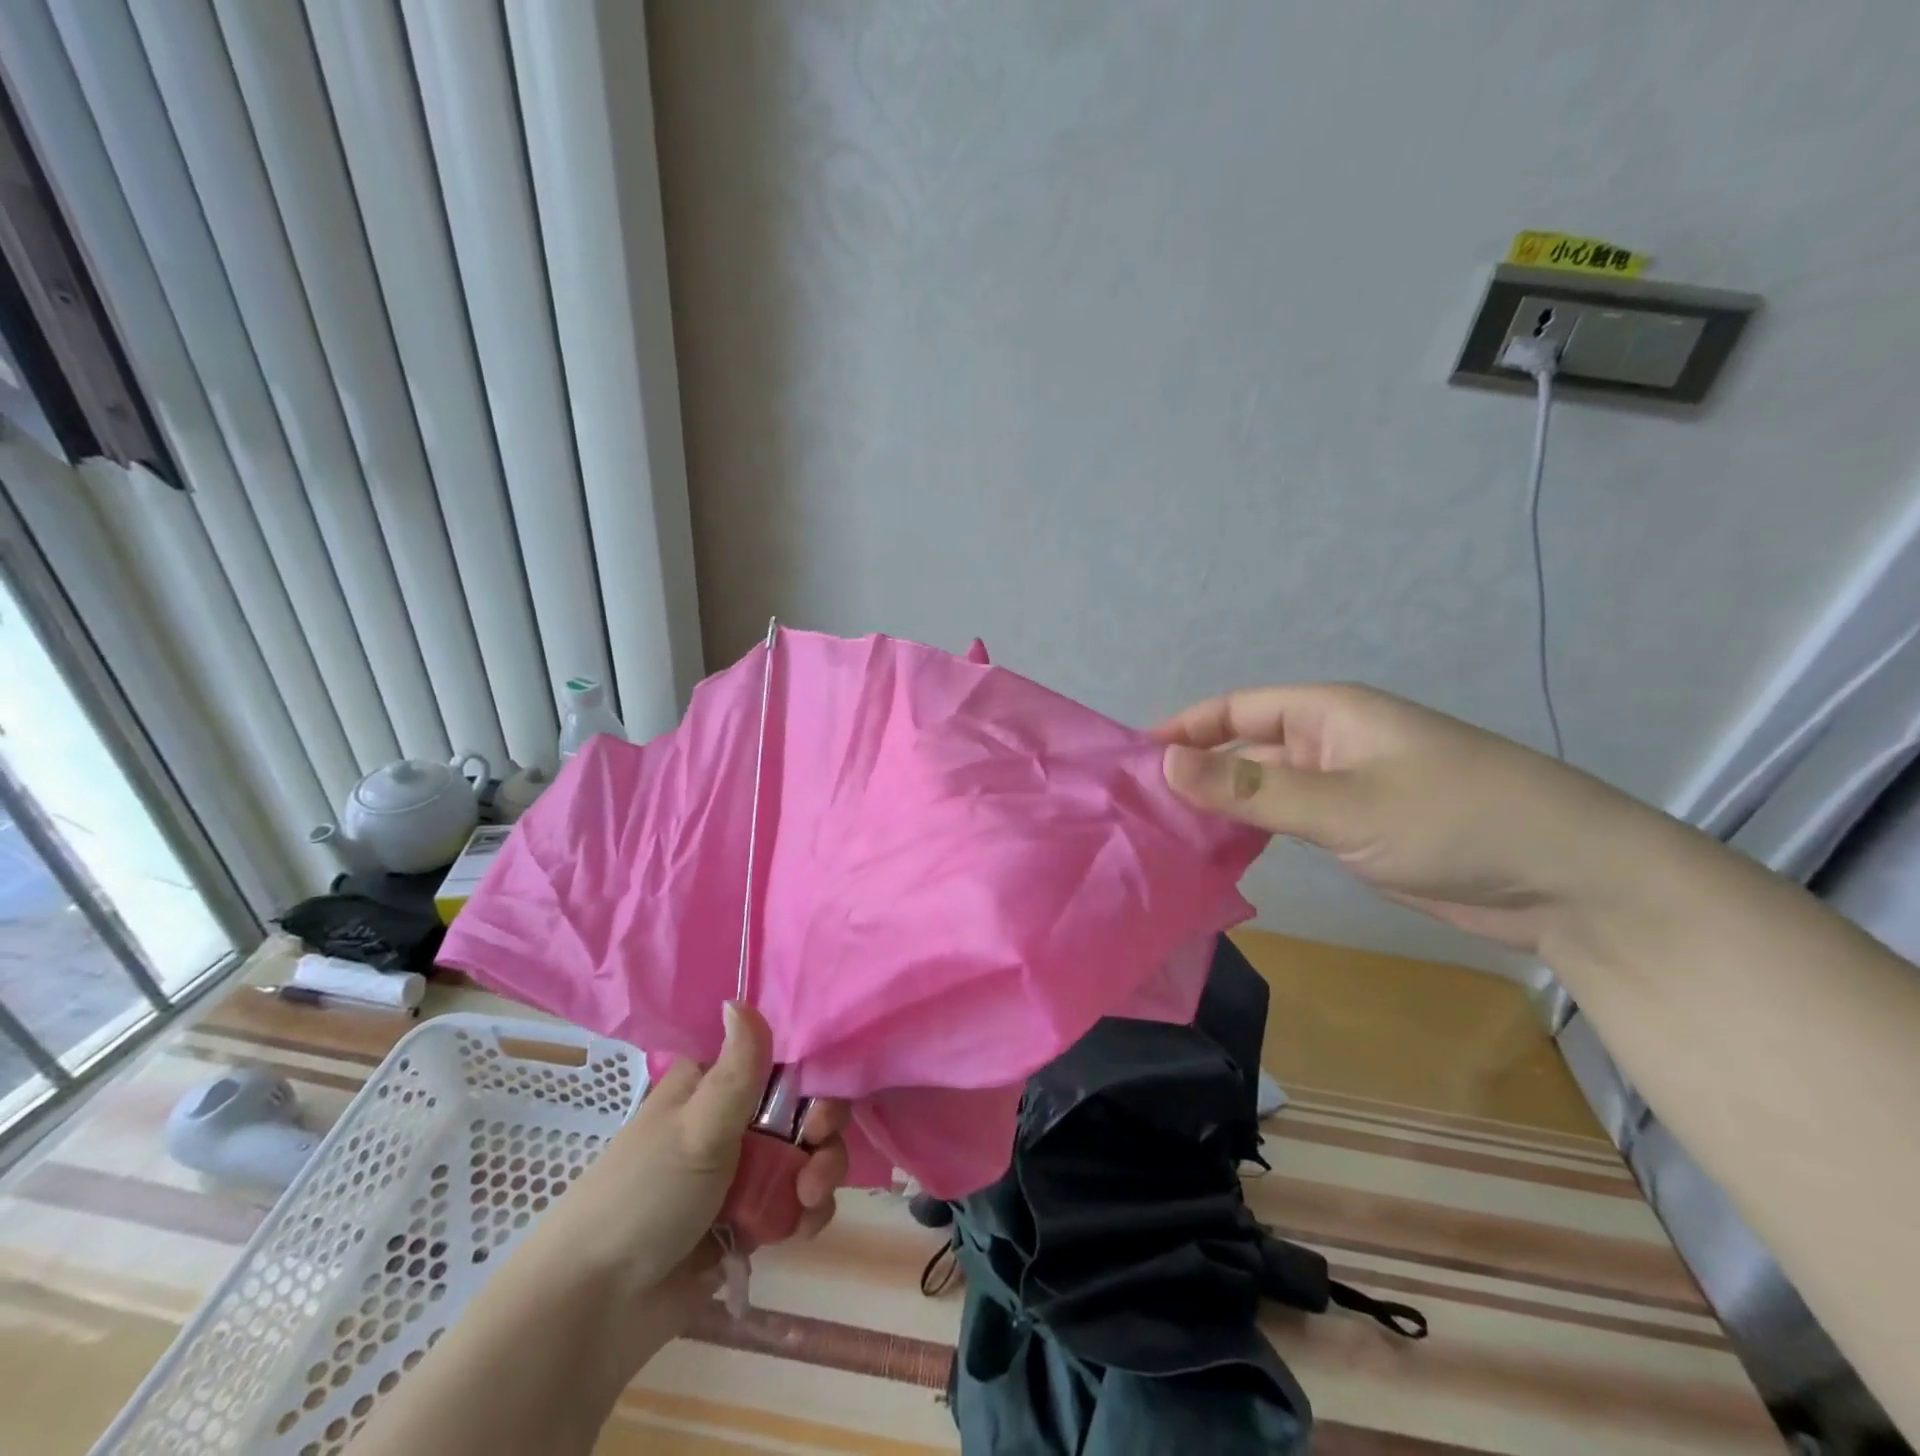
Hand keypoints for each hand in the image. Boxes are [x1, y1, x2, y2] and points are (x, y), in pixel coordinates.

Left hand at [512, 1002, 848, 1365]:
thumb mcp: (696, 1126)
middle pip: (802, 1108)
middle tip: (815, 1154)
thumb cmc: (645, 1198)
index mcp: (714, 1085)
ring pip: (806, 1156)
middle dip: (822, 1132)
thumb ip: (737, 1067)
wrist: (595, 1312)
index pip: (780, 1060)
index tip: (816, 1104)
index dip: (811, 1076)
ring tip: (806, 1202)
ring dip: (819, 1175)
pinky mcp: (747, 1220)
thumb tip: (739, 996)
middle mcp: (731, 1120)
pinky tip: (799, 1229)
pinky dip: (806, 1212)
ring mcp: (740, 1172)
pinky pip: (797, 1202)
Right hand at [1154, 683, 1666, 952]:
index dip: (1184, 727)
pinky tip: (1216, 857)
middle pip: (1243, 748)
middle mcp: (1329, 743)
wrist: (1569, 881)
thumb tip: (1163, 762)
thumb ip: (1251, 789)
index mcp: (1328, 714)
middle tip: (1137, 808)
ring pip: (1262, 789)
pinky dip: (1251, 834)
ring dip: (1219, 808)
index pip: (1236, 709)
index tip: (1131, 759)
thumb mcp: (1344, 804)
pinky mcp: (1357, 828)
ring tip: (1163, 835)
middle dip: (1194, 772)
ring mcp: (1343, 787)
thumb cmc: (1457, 819)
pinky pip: (1287, 822)